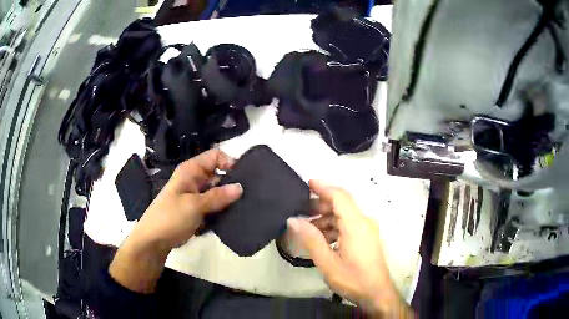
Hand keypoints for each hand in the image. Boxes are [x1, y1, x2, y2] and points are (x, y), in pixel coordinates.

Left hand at [110, 149, 241, 292]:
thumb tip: (240, 187)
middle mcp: (195, 179)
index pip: (215, 156)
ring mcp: (196, 196)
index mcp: (191, 171)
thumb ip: (218, 196)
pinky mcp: (198, 210)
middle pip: (219, 174)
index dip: (229, 162)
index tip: (243, 178)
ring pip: (218, 191)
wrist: (154, 240)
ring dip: (229, 199)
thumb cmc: (170, 217)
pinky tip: (235, 216)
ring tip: (246, 206)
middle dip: (232, 183)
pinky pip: (215, 205)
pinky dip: (223, 209)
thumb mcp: (194, 205)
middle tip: (249, 195)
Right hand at [287, 180, 412, 317]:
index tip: (307, 183)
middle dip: (321, 205)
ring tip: (307, 228)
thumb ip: (311, 239)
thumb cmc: (353, 279)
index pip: (340, 196)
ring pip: (344, 215)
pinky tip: (322, 238)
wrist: (377, 293)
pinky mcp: (367, 238)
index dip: (323, 187)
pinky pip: (349, 225)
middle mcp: (364, 222)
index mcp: (356, 224)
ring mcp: (367, 230)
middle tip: (300, 210)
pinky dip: (334, 227)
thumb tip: (293, 220)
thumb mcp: (327, 262)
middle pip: (342, 204)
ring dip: (326, 218)